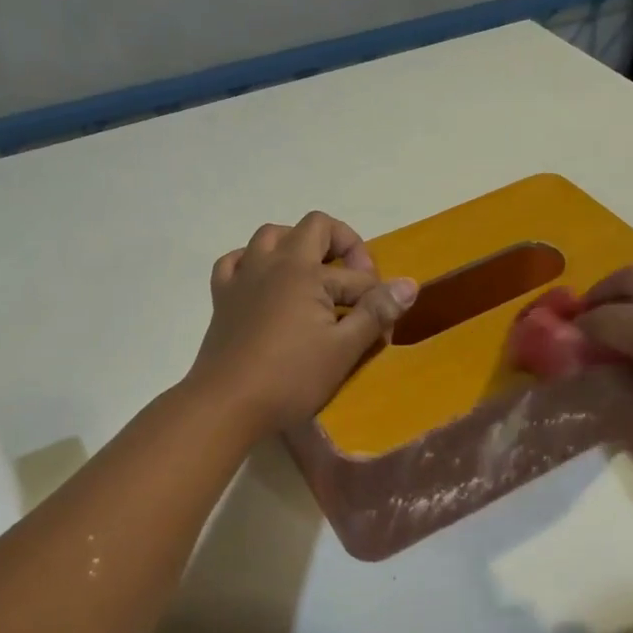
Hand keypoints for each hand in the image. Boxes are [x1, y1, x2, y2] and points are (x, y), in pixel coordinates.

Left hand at [191, 212, 417, 433]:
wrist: (225, 404)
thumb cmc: (289, 378)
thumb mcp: (343, 350)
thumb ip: (376, 312)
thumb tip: (409, 284)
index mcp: (305, 271)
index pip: (355, 275)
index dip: (376, 299)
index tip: (381, 329)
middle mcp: (273, 262)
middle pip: (314, 227)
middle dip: (342, 246)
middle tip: (353, 281)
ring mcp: (243, 276)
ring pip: (270, 235)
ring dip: (297, 246)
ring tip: (312, 275)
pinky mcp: (222, 296)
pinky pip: (236, 260)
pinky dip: (254, 262)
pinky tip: (264, 282)